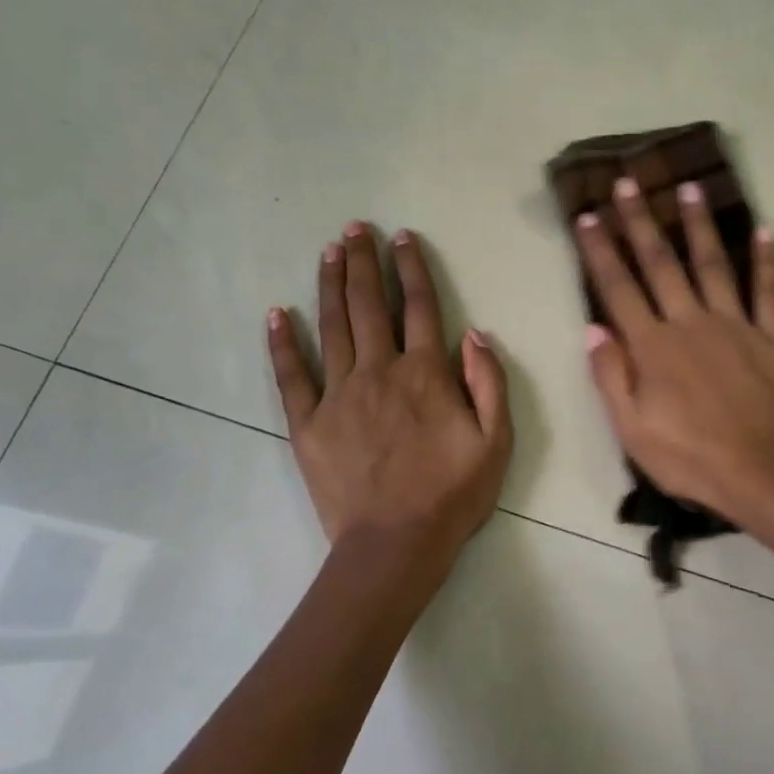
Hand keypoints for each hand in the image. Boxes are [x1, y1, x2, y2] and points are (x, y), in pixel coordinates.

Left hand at [267, 224, 511, 562]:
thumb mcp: (496, 442)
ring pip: (333, 327)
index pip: (421, 308)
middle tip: (356, 228)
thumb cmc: (453, 495)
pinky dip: (282, 342)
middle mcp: (379, 372)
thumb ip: (488, 383)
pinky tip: (277, 313)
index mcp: (426, 375)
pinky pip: (291, 374)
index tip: (403, 238)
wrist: (395, 544)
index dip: (413, 269)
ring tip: (329, 251)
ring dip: (331, 285)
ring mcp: (338, 395)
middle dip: (365, 263)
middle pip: (371, 306)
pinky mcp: (308, 423)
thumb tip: (474, 334)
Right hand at [576, 177, 773, 518]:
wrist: (760, 473)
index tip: (587, 216)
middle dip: (641, 222)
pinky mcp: (773, 338)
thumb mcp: (631, 429)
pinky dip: (769, 261)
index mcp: (653, 347)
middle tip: (628, 182)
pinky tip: (768, 231)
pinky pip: (770, 293)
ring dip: (699, 226)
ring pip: (714, 265)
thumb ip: (611, 376)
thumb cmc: (688, 457)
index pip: (619, 289)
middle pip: (662, 264)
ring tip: (689, 187)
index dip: (600, 251)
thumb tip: (593, 328)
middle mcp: (691, 323)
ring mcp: (736, 326)